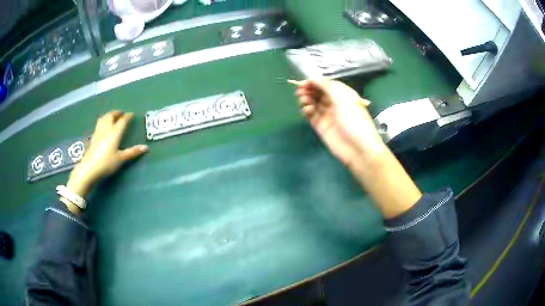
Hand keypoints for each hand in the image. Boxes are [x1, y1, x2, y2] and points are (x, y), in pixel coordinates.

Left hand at [65, 111, 147, 201]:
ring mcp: (98, 132)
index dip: (127, 117)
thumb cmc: (106, 163)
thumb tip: (145, 147)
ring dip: (109, 115)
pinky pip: (99, 124)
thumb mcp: (121, 159)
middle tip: (121, 114)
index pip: (122, 121)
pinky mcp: (93, 137)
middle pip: (111, 116)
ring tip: (112, 117)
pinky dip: (103, 121)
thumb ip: (132, 152)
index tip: (131, 114)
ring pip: (103, 118)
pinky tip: (103, 126)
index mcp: (114, 133)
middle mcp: (106, 129)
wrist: (89, 168)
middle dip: (117, 113)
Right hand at [294, 79, 420, 218]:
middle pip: (318, 93)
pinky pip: (311, 115)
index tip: (304, 82)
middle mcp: (335, 103)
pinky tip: (306, 109)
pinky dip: (306, 110)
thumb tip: (312, 78)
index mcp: (343, 94)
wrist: (358, 148)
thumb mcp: (343, 97)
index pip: (326, 84)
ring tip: (303, 100)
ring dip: (306, 99)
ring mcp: (327, 115)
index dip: (315, 82)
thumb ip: (326, 86)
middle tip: (300, 91)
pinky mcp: (321, 127)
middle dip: (308, 90)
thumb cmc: (354, 120)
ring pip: (313, 103)